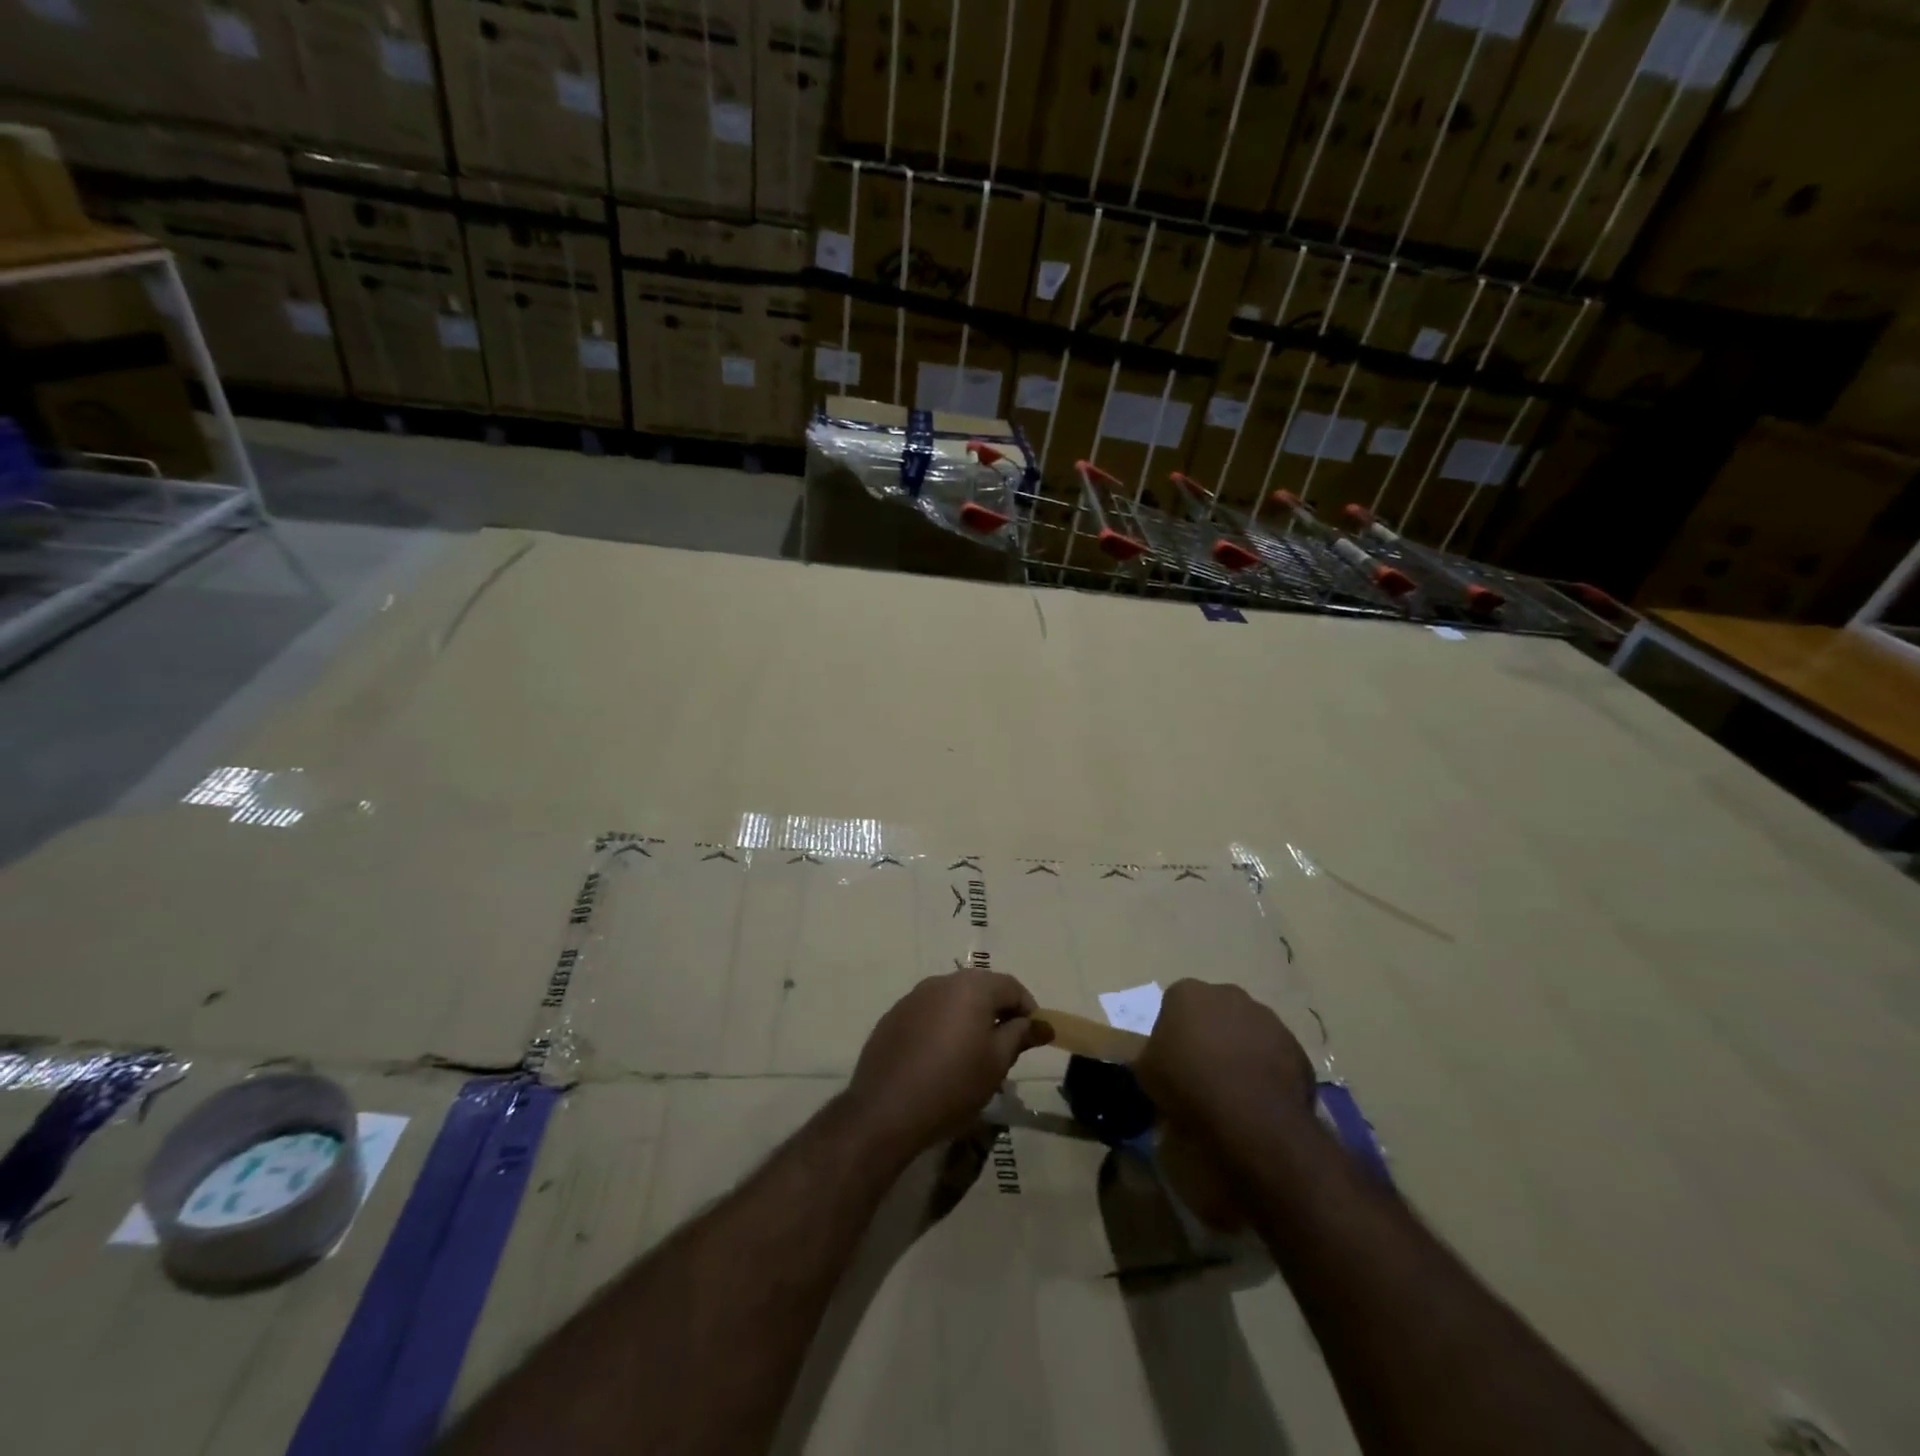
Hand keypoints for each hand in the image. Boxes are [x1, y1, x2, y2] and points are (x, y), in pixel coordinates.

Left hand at [846, 969, 1052, 1158]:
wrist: (886, 1110)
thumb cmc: (953, 1084)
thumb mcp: (996, 1063)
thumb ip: (1020, 1035)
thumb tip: (1041, 1023)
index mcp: (971, 987)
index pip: (1011, 986)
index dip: (1028, 1009)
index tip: (1033, 1036)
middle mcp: (941, 982)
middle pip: (980, 988)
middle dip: (998, 1012)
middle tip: (1006, 1046)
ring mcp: (913, 997)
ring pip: (952, 1000)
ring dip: (968, 1018)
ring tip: (973, 1055)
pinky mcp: (893, 1017)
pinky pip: (928, 1013)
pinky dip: (941, 1027)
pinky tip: (939, 1060)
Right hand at [1136, 980, 1316, 1140]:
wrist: (1251, 1115)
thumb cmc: (1188, 1083)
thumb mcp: (1147, 1072)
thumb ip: (1151, 1055)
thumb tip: (1158, 1059)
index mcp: (1188, 993)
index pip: (1175, 1003)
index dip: (1174, 1030)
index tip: (1173, 1057)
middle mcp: (1228, 994)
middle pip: (1214, 1010)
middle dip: (1210, 1032)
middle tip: (1203, 1068)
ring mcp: (1266, 1017)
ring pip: (1247, 1029)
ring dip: (1240, 1048)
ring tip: (1233, 1087)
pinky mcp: (1294, 1045)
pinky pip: (1274, 1054)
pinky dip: (1266, 1069)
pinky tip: (1258, 1097)